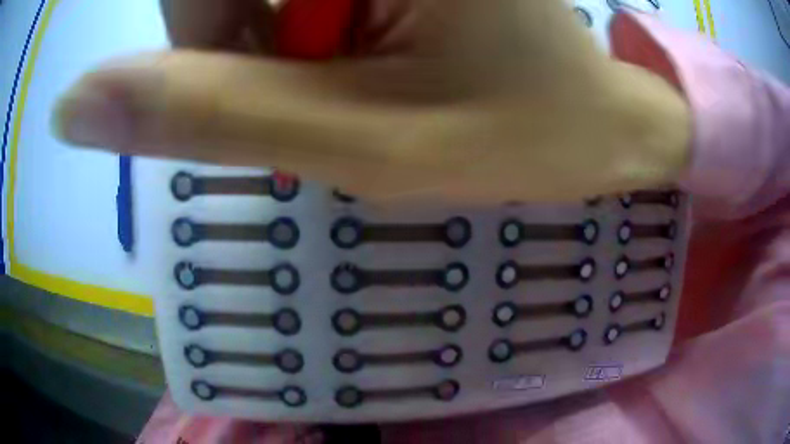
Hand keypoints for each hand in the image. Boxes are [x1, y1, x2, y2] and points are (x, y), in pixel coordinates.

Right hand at [53, 0, 689, 202]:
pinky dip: (309, 24)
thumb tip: (73, 106)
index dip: (198, 33)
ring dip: (279, 37)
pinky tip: (373, 44)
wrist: (595, 124)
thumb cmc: (523, 134)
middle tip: (330, 83)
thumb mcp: (359, 140)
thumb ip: (203, 114)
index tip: (265, 75)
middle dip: (244, 38)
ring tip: (362, 69)